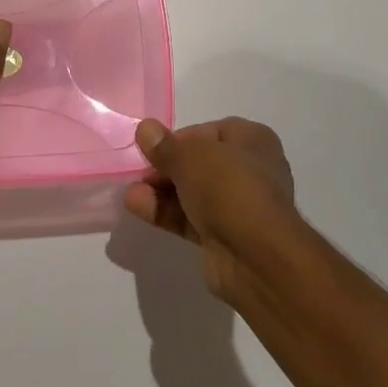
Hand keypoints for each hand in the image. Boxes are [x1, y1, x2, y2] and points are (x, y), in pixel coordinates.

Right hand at [124, 117, 297, 299]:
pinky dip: (165, 211)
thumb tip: (145, 129)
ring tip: (130, 192)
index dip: (179, 138)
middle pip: (198, 163)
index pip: (209, 132)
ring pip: (192, 192)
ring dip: (160, 191)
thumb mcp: (190, 157)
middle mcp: (249, 170)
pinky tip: (137, 206)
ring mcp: (236, 206)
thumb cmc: (229, 188)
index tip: (154, 147)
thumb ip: (165, 145)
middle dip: (166, 167)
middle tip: (139, 171)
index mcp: (252, 141)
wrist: (257, 257)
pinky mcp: (223, 237)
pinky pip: (189, 218)